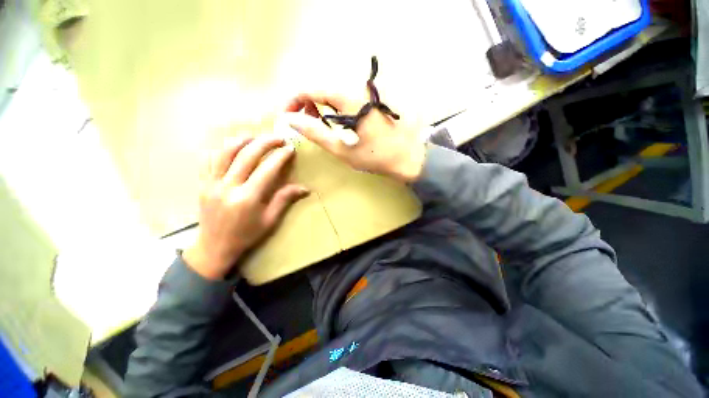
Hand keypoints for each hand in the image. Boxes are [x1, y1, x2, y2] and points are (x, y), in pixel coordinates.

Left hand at [183, 135, 308, 279]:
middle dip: (265, 142)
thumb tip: (305, 188)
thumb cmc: (246, 235)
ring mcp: (212, 184)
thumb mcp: (270, 220)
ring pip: (225, 152)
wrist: (214, 247)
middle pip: (247, 155)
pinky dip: (222, 149)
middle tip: (278, 138)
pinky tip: (233, 147)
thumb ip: (284, 199)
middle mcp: (228, 187)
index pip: (267, 169)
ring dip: (242, 140)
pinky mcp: (203, 184)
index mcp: (247, 198)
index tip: (290, 149)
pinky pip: (209, 160)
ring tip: (256, 137)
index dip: (280, 157)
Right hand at [283, 92, 426, 182]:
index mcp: (347, 99)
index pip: (311, 89)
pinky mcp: (371, 103)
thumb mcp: (341, 148)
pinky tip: (338, 125)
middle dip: (308, 106)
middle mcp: (356, 90)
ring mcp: (366, 96)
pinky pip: (346, 101)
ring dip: (322, 108)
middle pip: (322, 90)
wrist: (408, 157)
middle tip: (306, 125)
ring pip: (334, 95)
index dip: (294, 100)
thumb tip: (290, 119)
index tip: (288, 116)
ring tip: (321, 127)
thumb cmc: (375, 156)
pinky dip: (335, 111)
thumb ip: (315, 132)